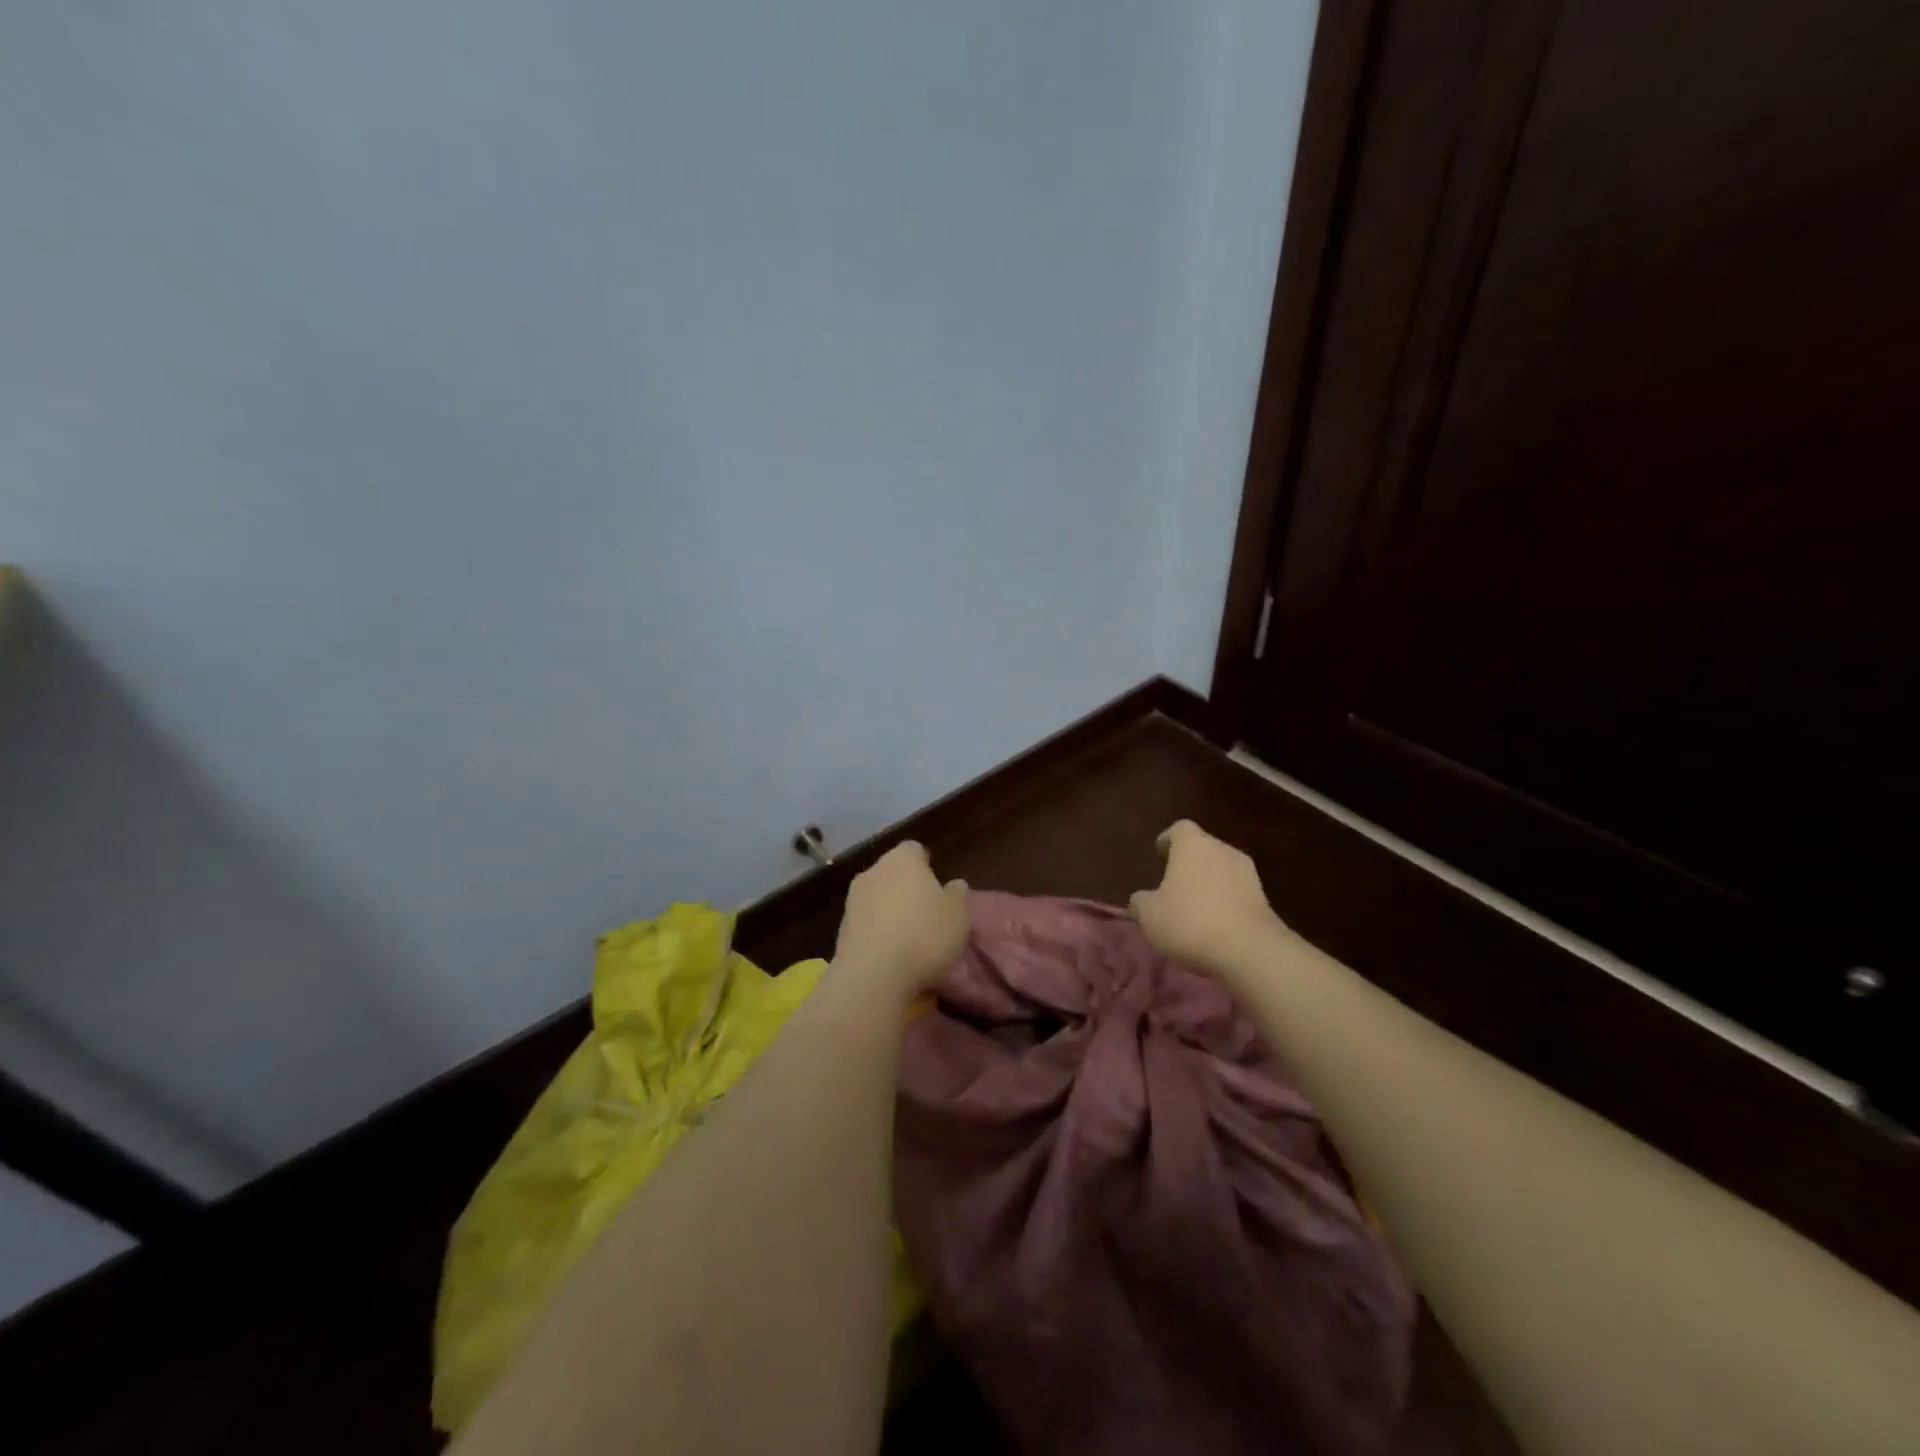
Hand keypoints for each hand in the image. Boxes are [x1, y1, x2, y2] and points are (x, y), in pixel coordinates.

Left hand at [832, 842, 969, 998]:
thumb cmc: (925, 936)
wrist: (873, 976)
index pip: (915, 850)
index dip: (927, 866)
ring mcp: (852, 900)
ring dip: (890, 911)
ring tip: (909, 938)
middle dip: (907, 888)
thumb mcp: (959, 915)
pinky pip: (866, 923)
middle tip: (927, 913)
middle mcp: (873, 871)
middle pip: (893, 873)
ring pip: (877, 897)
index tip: (938, 887)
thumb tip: (953, 885)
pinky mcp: (841, 929)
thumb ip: (957, 894)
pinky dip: (877, 932)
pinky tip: (891, 954)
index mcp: (902, 859)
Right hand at [1130, 820, 1283, 983]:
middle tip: (1174, 884)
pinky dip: (1225, 902)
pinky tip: (1215, 924)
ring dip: (1209, 883)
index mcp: (1193, 845)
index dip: (1168, 839)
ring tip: (1195, 907)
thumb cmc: (1190, 922)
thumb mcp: (1149, 915)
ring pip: (1222, 870)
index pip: (1180, 829)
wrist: (1250, 951)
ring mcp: (1248, 873)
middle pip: (1203, 848)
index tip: (1160, 853)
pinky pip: (1237, 892)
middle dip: (1189, 863)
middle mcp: (1222, 850)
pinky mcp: (1264, 899)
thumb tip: (1140, 899)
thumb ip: (1140, 902)